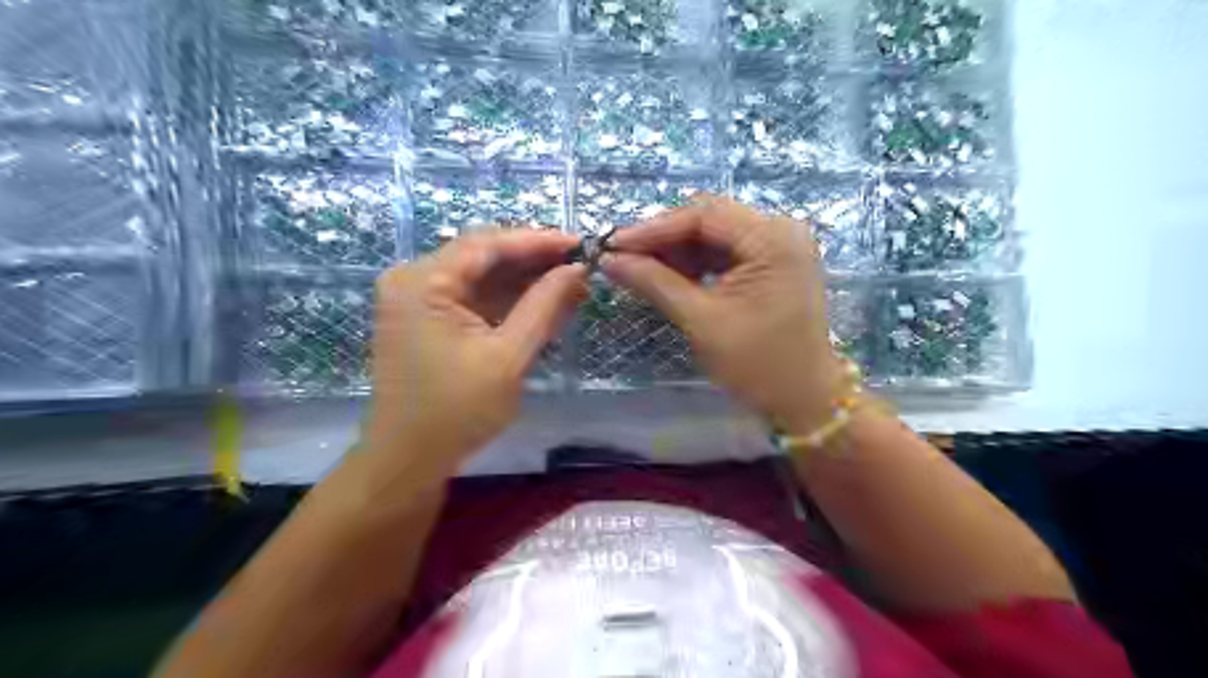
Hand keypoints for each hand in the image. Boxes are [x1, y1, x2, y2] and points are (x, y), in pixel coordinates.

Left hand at [363, 230, 584, 475]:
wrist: (409, 460)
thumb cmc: (456, 412)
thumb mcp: (508, 357)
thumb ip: (544, 307)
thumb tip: (577, 270)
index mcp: (423, 282)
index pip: (486, 244)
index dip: (537, 241)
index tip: (580, 244)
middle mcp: (413, 279)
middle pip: (482, 255)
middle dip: (533, 260)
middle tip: (580, 265)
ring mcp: (417, 298)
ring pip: (480, 276)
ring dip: (524, 280)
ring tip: (571, 283)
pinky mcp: (426, 318)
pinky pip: (473, 297)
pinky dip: (507, 299)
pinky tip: (543, 300)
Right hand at [603, 195, 846, 429]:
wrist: (805, 400)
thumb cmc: (758, 364)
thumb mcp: (701, 320)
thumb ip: (655, 282)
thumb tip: (610, 260)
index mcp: (772, 238)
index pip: (703, 215)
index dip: (653, 228)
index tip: (613, 245)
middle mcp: (780, 230)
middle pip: (709, 219)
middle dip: (664, 238)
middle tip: (623, 258)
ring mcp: (778, 246)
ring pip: (714, 235)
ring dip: (676, 251)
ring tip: (641, 270)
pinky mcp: (773, 264)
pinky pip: (725, 252)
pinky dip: (695, 264)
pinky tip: (668, 276)